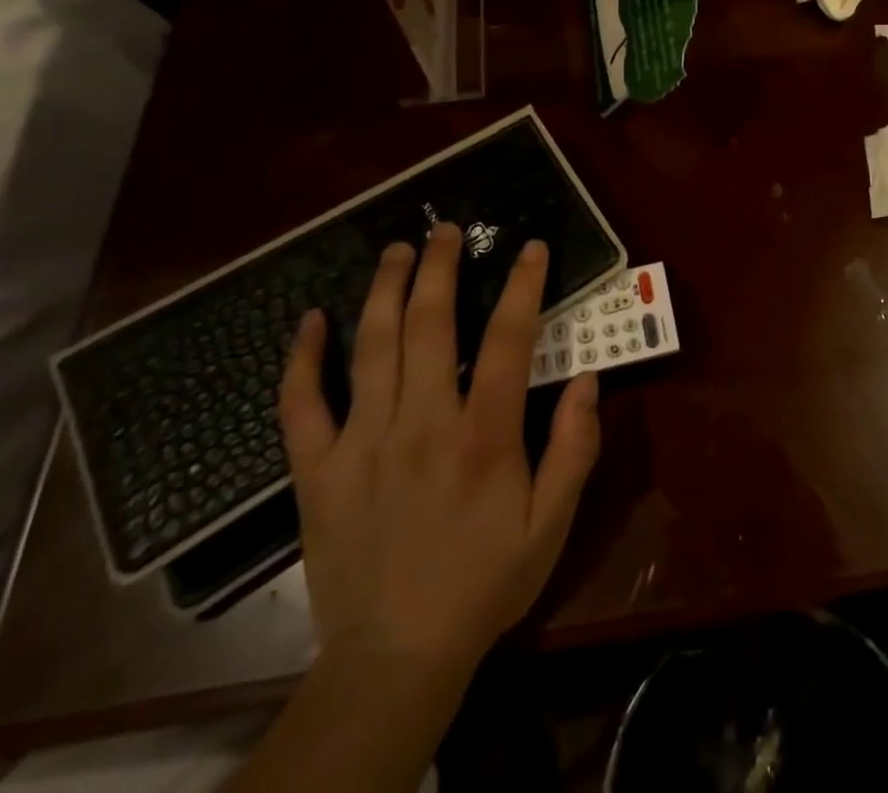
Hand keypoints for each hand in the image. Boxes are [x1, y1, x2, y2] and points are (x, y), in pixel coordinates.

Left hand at [278, 225, 600, 691]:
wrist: (394, 658)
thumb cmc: (484, 582)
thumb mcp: (552, 524)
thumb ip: (575, 448)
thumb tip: (587, 378)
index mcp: (484, 436)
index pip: (508, 339)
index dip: (523, 285)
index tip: (529, 247)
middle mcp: (422, 424)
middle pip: (431, 325)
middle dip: (441, 268)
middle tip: (447, 229)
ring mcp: (362, 443)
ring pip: (372, 348)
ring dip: (386, 290)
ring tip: (397, 250)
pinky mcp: (317, 470)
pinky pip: (301, 404)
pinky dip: (302, 358)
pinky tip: (310, 320)